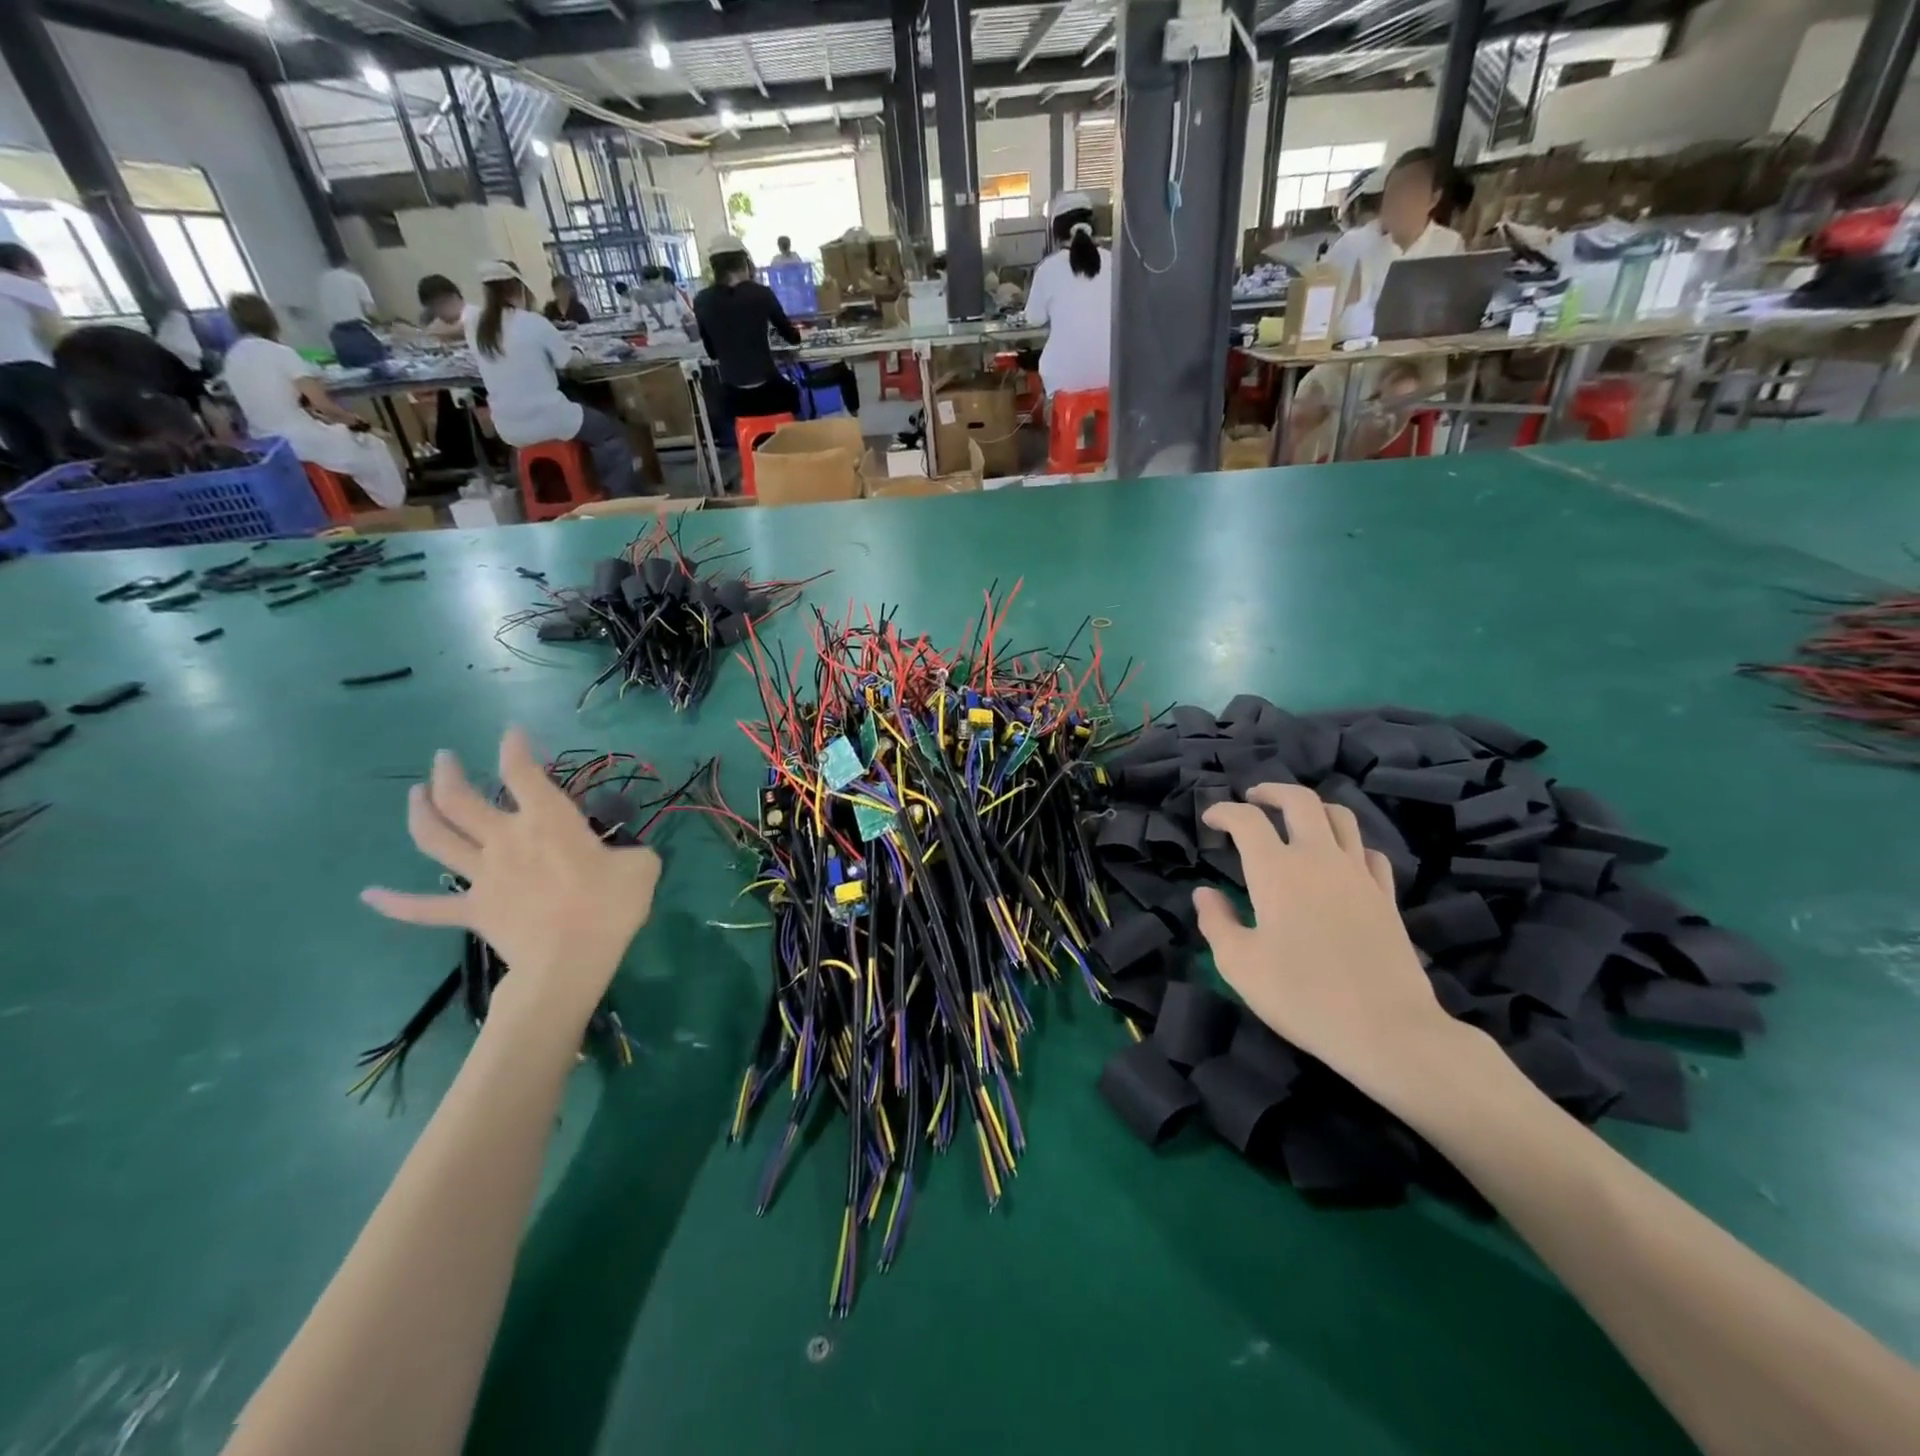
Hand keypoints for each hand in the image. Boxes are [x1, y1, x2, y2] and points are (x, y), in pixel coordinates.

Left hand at [362, 728, 660, 1024]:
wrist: (569, 962)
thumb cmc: (608, 907)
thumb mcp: (642, 867)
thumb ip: (633, 850)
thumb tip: (628, 853)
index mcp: (547, 821)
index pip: (522, 772)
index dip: (515, 747)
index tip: (512, 732)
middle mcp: (506, 839)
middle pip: (461, 798)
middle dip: (448, 772)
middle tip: (443, 757)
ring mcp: (482, 876)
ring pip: (436, 838)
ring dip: (420, 812)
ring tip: (415, 793)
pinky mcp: (472, 911)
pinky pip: (424, 908)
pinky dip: (394, 902)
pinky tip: (368, 894)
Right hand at [1193, 783, 1466, 1105]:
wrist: (1387, 1031)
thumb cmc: (1301, 996)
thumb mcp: (1239, 965)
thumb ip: (1216, 922)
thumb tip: (1204, 894)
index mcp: (1276, 871)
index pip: (1246, 820)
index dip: (1224, 812)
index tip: (1211, 819)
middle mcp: (1318, 859)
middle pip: (1299, 801)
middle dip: (1271, 792)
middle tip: (1253, 799)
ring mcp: (1358, 875)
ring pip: (1340, 817)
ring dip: (1313, 808)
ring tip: (1296, 819)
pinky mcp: (1386, 896)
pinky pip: (1368, 852)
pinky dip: (1349, 844)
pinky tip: (1340, 859)